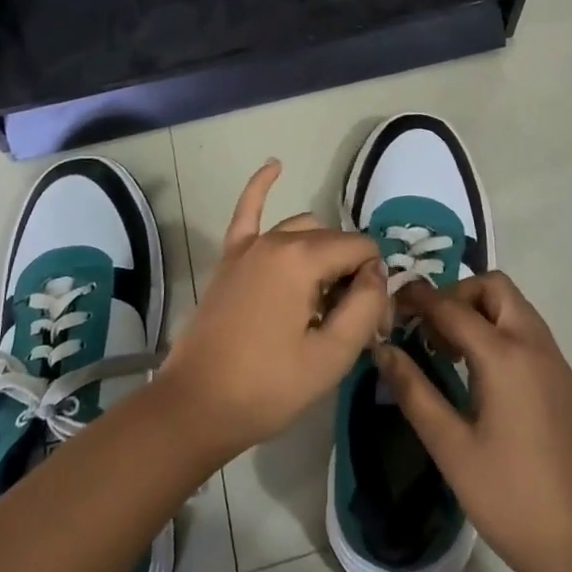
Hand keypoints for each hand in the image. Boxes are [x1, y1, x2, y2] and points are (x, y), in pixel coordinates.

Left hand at [158, 160, 389, 463]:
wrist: (195, 407)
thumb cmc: (267, 387)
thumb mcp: (331, 356)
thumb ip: (364, 306)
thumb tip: (376, 274)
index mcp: (303, 258)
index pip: (361, 249)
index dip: (374, 284)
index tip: (369, 325)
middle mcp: (277, 239)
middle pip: (333, 240)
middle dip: (351, 271)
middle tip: (350, 322)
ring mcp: (249, 246)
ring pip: (302, 228)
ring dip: (322, 251)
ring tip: (325, 296)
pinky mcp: (229, 258)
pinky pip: (247, 211)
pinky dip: (261, 185)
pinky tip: (275, 164)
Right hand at [374, 273, 571, 571]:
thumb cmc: (511, 498)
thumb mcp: (451, 448)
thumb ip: (414, 391)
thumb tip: (383, 349)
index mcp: (505, 355)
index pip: (452, 306)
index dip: (418, 299)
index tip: (391, 304)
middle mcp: (534, 344)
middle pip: (494, 288)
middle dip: (457, 295)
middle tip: (429, 330)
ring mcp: (555, 361)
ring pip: (515, 307)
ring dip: (480, 312)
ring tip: (449, 352)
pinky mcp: (565, 381)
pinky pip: (528, 332)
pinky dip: (500, 331)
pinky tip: (481, 375)